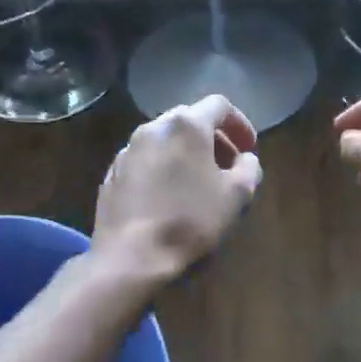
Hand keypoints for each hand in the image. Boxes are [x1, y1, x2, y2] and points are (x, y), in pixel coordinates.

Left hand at [94, 95, 263, 286]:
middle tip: (227, 165)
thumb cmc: (190, 221)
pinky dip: (162, 168)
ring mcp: (127, 150)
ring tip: (197, 183)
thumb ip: (248, 168)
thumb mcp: (237, 196)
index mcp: (186, 125)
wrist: (131, 256)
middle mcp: (153, 127)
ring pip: (163, 140)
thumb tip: (245, 159)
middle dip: (212, 138)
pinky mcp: (111, 173)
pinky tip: (168, 197)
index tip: (248, 148)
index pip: (219, 105)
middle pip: (189, 119)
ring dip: (185, 153)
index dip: (240, 124)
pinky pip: (144, 160)